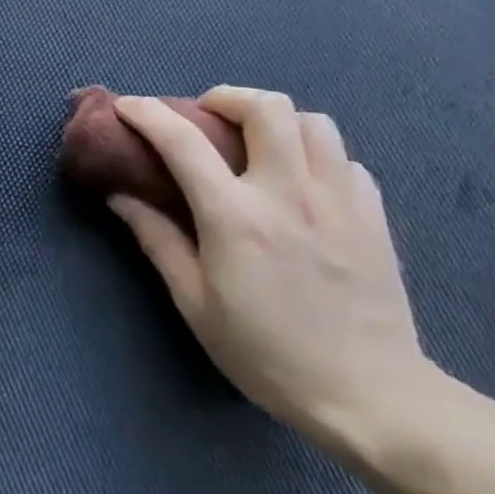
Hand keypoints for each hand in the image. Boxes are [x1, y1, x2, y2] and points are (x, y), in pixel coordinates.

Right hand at [109, 87, 435, 441]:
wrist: (369, 396)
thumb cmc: (267, 354)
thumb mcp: (195, 304)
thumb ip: (158, 240)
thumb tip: (121, 197)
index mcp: (235, 217)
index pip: (182, 141)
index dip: (147, 114)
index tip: (128, 105)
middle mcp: (288, 193)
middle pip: (266, 107)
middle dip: (227, 98)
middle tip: (206, 117)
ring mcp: (339, 200)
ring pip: (313, 122)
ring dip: (276, 120)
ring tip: (256, 143)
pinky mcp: (373, 215)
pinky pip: (345, 160)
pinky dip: (315, 155)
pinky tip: (302, 182)